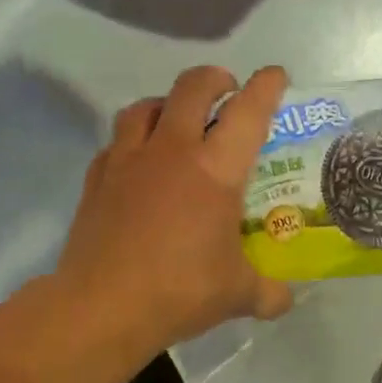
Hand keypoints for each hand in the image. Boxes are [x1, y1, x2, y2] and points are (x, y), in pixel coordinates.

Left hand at [53, 65, 293, 358]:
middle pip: (191, 87)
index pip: (248, 112)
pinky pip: (117, 142)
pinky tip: (140, 165)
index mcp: (215, 170)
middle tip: (227, 92)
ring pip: (146, 106)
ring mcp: (128, 160)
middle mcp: (171, 151)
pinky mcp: (97, 179)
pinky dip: (134, 141)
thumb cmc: (180, 292)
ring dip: (168, 104)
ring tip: (177, 121)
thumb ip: (269, 293)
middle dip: (215, 79)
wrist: (103, 307)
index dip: (266, 87)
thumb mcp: (238, 296)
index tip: (276, 76)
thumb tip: (284, 299)